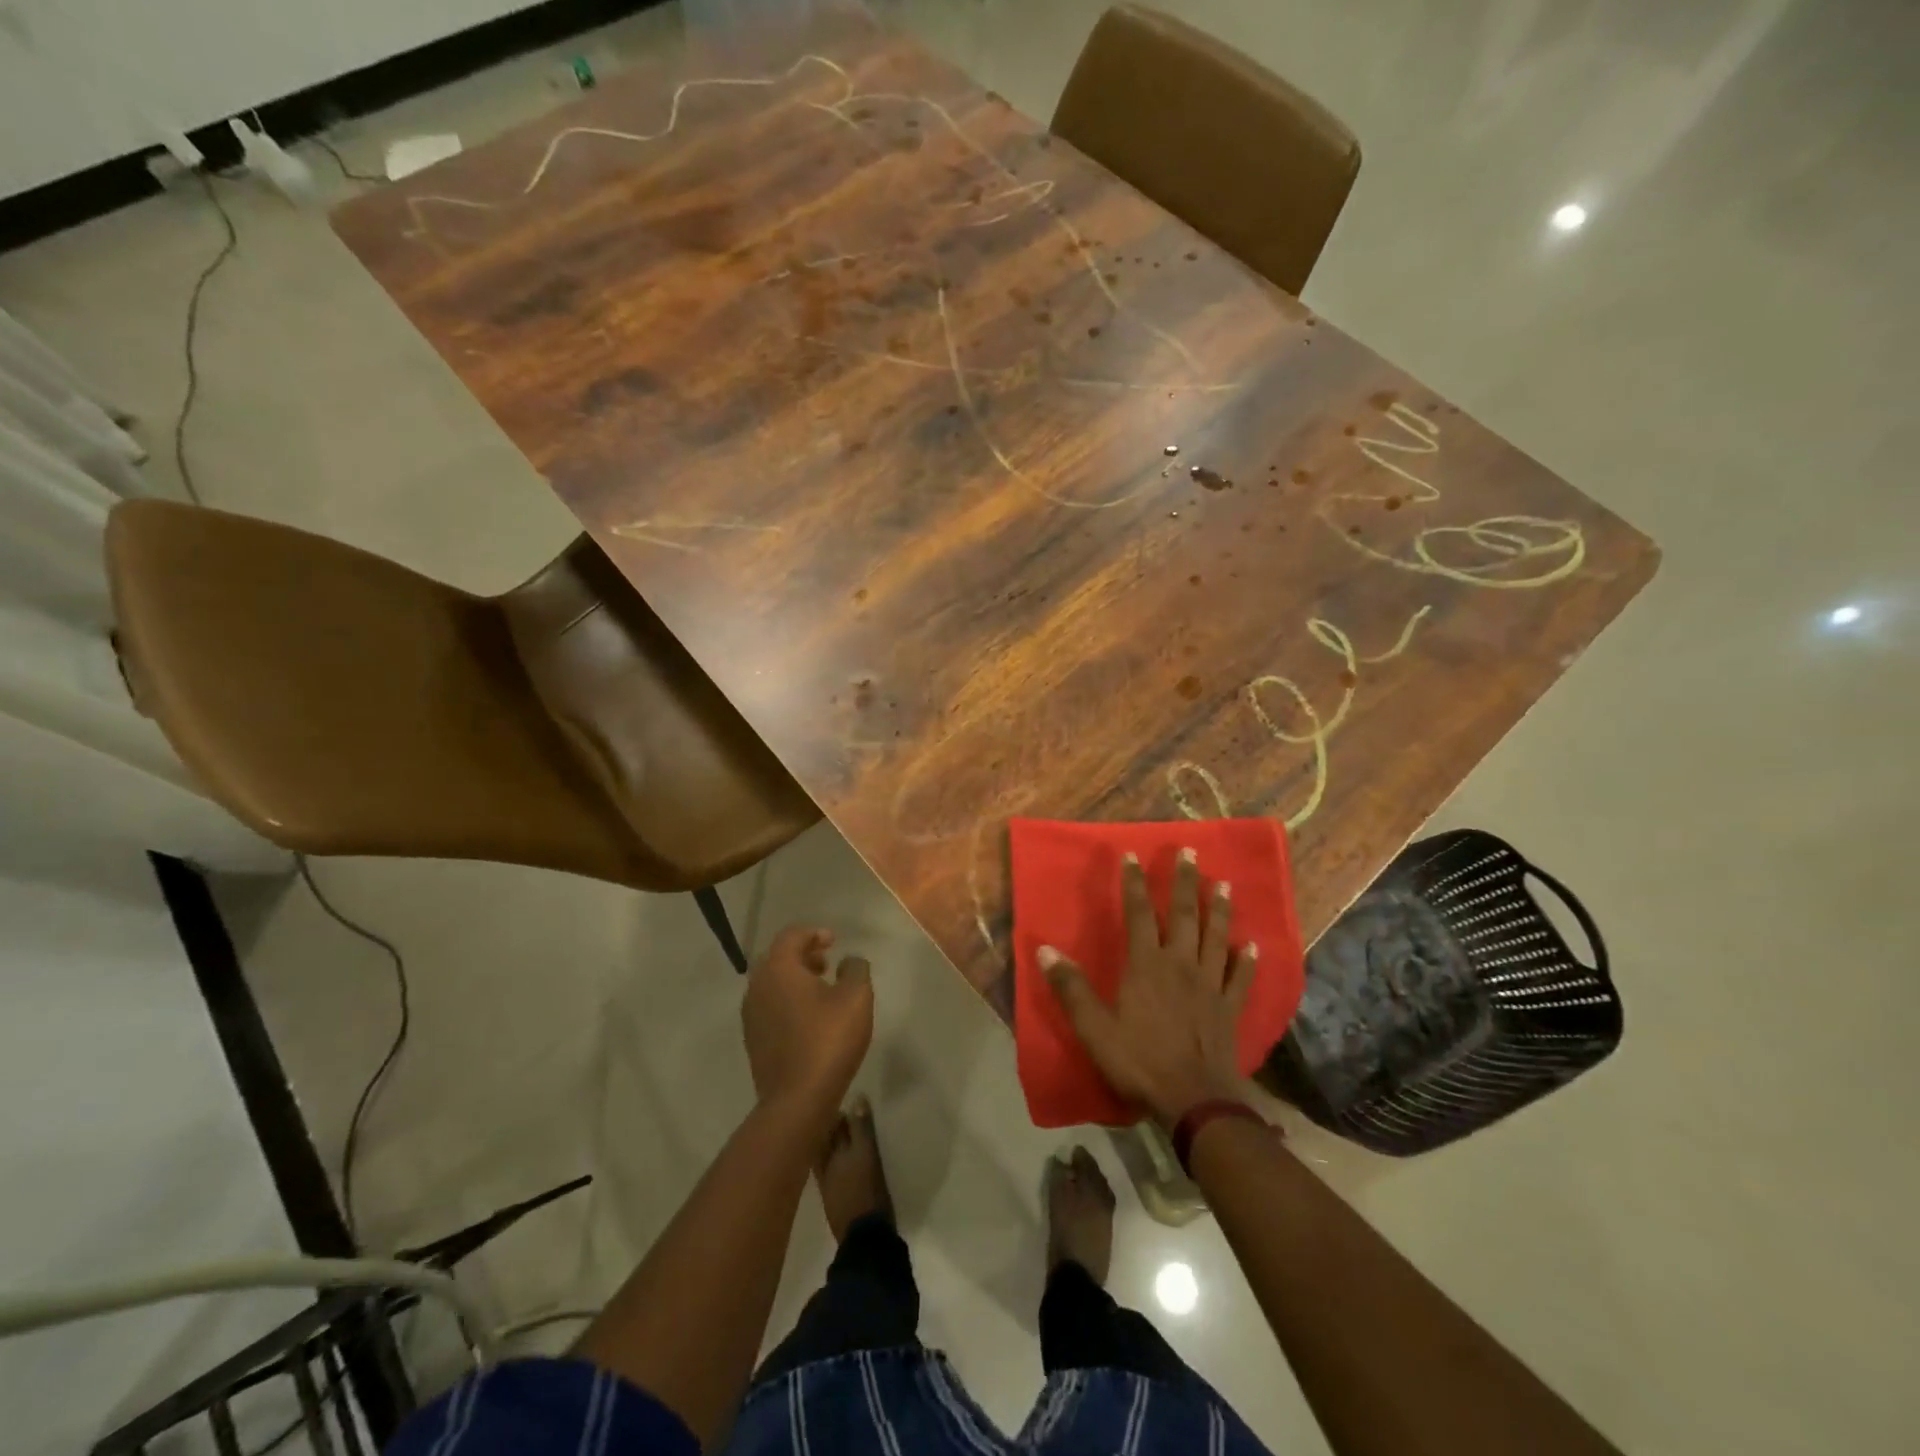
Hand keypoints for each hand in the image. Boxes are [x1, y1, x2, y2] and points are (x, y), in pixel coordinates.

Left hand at [742, 926, 872, 1118]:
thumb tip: (849, 961)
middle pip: (777, 958)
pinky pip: (769, 1006)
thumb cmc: (828, 1040)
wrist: (797, 1100)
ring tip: (822, 990)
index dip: (814, 933)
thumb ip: (855, 969)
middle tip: (827, 963)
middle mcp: (757, 986)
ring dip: (795, 979)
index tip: (835, 942)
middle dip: (802, 955)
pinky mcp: (753, 1040)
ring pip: (771, 983)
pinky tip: (810, 1017)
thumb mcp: (856, 997)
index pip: (791, 936)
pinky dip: (787, 1000)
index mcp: (778, 969)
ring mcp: (751, 1015)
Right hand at [1042, 849, 1254, 1127]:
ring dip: (1219, 909)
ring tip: (1223, 884)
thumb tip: (1044, 950)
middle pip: (1183, 915)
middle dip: (1184, 882)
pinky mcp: (1230, 1008)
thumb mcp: (1094, 1028)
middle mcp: (1181, 965)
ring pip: (1216, 937)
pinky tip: (1252, 946)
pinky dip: (1247, 960)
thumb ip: (1071, 988)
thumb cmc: (1139, 1062)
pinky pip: (1241, 978)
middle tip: (1190, 852)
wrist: (1194, 1101)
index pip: (1138, 913)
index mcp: (1146, 965)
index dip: (1134, 883)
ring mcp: (1210, 985)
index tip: (1132, 854)